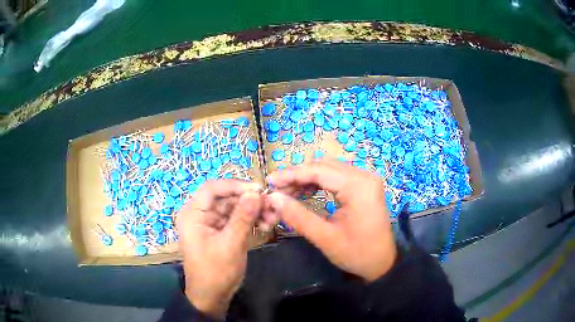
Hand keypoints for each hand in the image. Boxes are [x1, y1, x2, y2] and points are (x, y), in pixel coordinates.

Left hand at [176, 180, 261, 318]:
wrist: (212, 297)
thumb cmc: (216, 272)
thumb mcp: (231, 244)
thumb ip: (243, 217)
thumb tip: (256, 192)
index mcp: (193, 214)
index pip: (212, 188)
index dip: (235, 186)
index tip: (259, 190)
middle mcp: (200, 214)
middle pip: (225, 198)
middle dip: (249, 201)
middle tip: (271, 206)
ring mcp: (211, 223)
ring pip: (234, 208)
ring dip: (253, 211)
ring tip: (272, 218)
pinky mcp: (220, 231)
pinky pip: (236, 219)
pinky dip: (250, 220)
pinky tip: (266, 224)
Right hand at [265, 160, 397, 281]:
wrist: (383, 263)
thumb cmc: (357, 253)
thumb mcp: (326, 238)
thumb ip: (298, 217)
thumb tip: (273, 198)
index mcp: (358, 186)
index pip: (318, 170)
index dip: (291, 174)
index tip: (269, 181)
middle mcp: (363, 176)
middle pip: (323, 166)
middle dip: (297, 176)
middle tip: (276, 189)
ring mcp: (365, 179)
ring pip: (329, 169)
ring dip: (307, 178)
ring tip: (287, 192)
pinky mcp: (364, 186)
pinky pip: (337, 177)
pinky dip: (318, 183)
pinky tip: (304, 192)